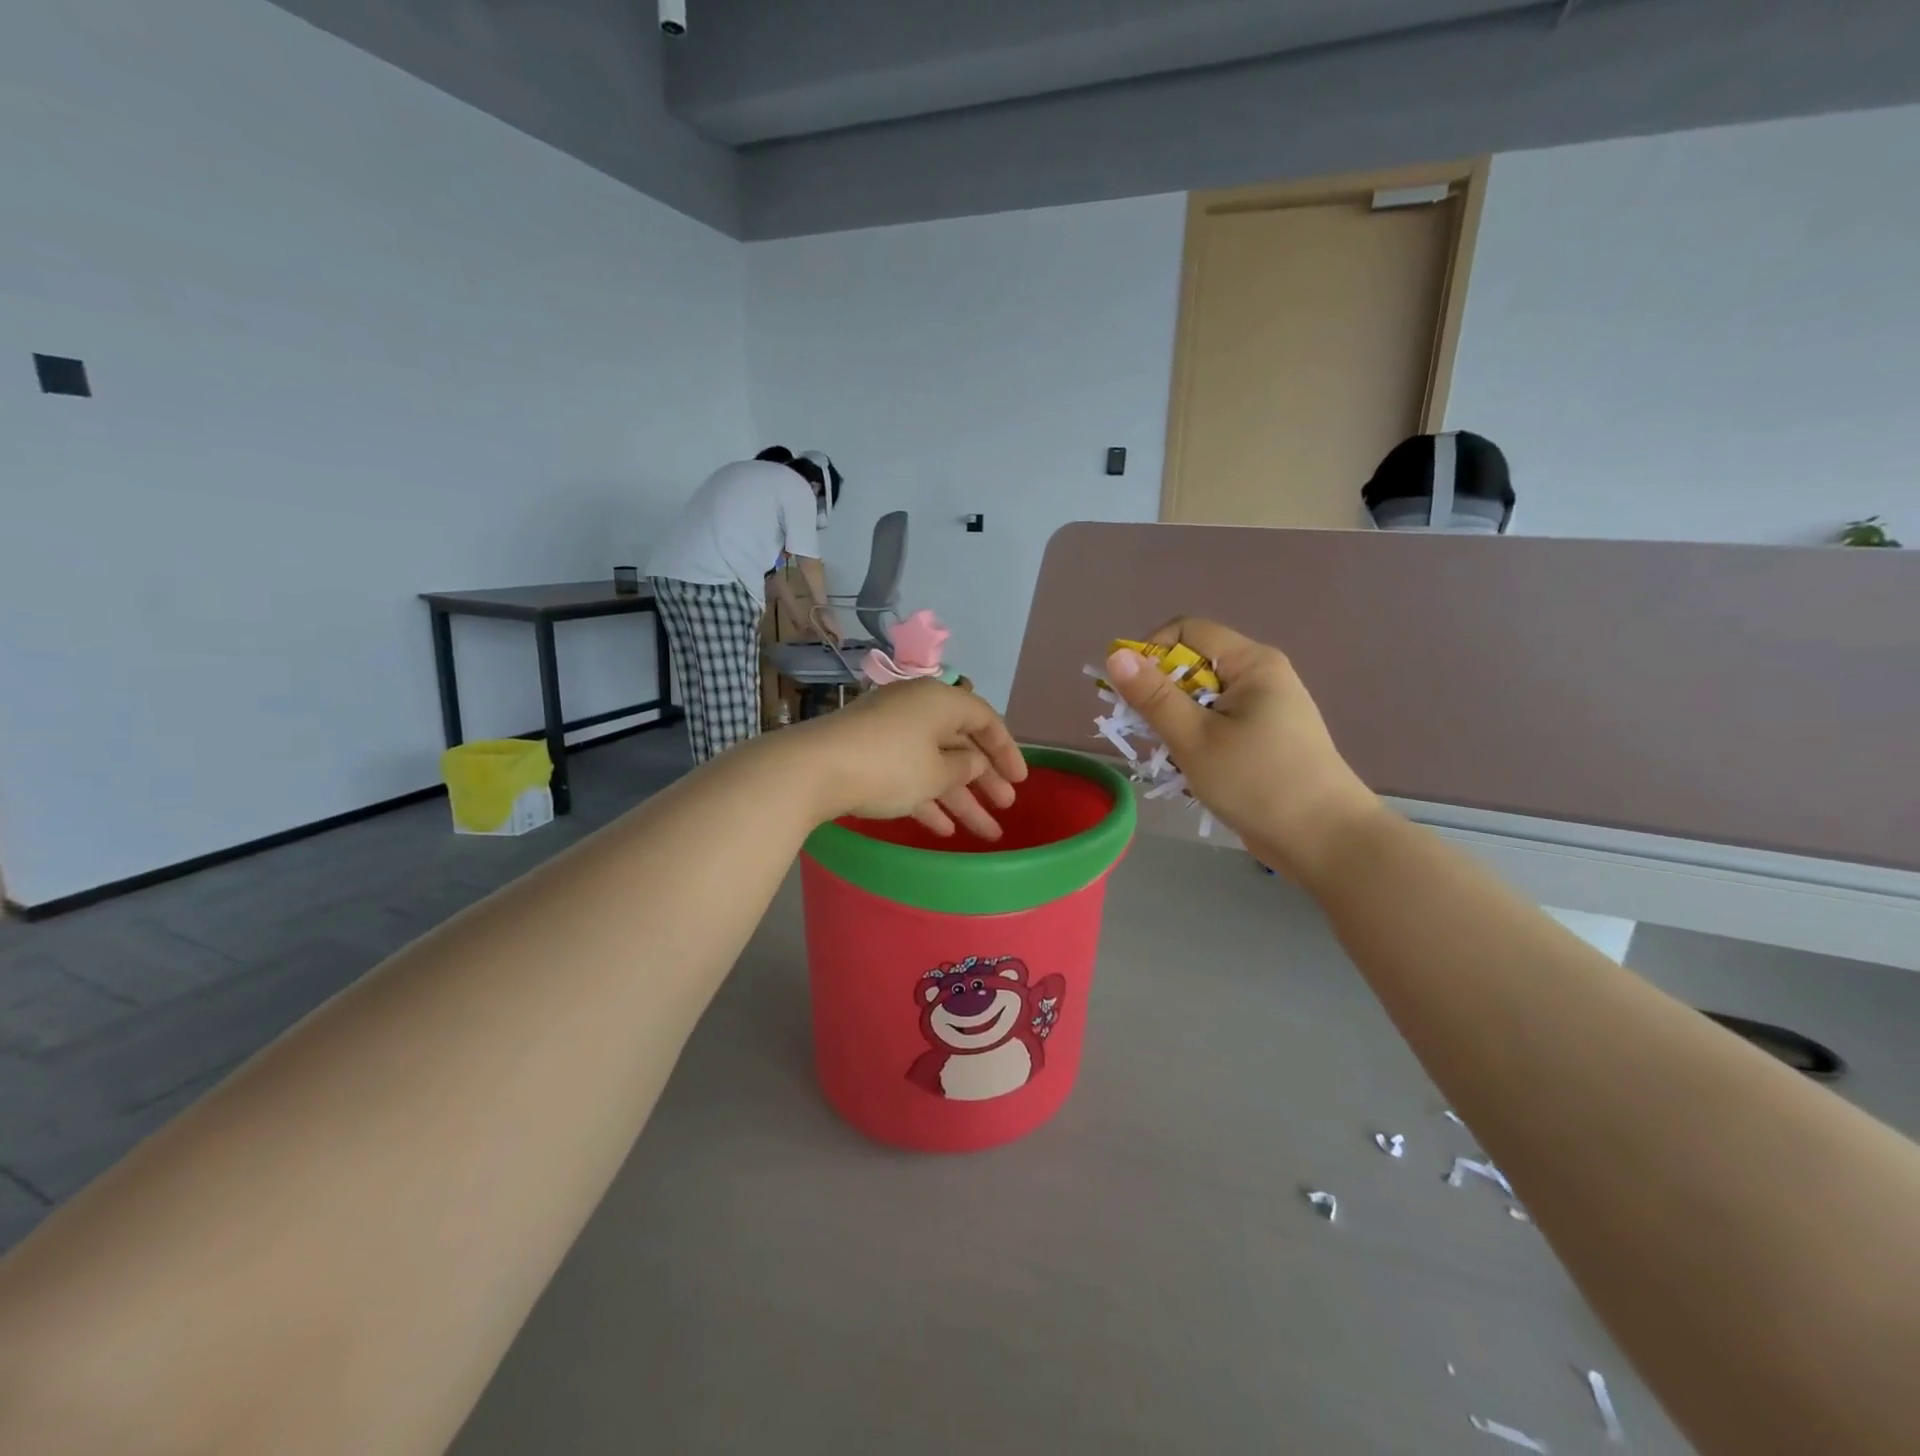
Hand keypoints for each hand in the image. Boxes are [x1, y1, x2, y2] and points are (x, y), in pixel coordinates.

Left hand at [795, 678, 1027, 838]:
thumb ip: (963, 768)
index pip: (984, 719)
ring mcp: (890, 732)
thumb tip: (972, 762)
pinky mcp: (869, 754)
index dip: (1006, 750)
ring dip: (960, 798)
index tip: (1021, 781)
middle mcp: (917, 709)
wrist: (813, 770)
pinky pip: (908, 775)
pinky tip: (942, 830)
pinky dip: (926, 798)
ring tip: (985, 832)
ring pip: (935, 765)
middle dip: (985, 780)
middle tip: (1006, 807)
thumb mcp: (935, 773)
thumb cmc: (888, 766)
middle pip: (960, 744)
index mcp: (940, 701)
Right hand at [1104, 619, 1382, 881]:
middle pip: (1193, 665)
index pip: (1186, 632)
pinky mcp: (1266, 737)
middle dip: (1161, 694)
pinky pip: (1218, 723)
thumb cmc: (1258, 782)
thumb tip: (1116, 655)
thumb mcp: (1194, 739)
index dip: (1150, 653)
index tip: (1130, 693)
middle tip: (1147, 733)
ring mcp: (1266, 708)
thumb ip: (1153, 696)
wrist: (1325, 840)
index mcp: (1251, 663)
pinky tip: (1193, 769)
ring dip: (1177, 722)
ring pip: (1202, 699)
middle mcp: (1261, 675)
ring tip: (1172, 757)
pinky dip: (1197, 739)